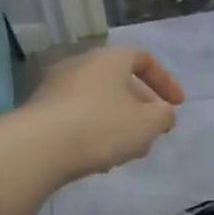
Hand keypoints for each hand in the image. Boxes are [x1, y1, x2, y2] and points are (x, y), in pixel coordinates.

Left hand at [29, 45, 184, 180]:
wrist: (37, 148)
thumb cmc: (101, 127)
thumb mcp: (147, 124)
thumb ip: (163, 116)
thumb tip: (163, 114)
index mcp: (110, 59)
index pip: (143, 58)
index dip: (165, 81)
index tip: (177, 105)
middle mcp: (81, 64)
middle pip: (119, 80)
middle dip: (141, 105)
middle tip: (152, 129)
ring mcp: (56, 87)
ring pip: (98, 100)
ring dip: (118, 120)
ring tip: (128, 149)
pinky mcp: (40, 111)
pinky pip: (77, 115)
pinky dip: (94, 130)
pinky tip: (99, 156)